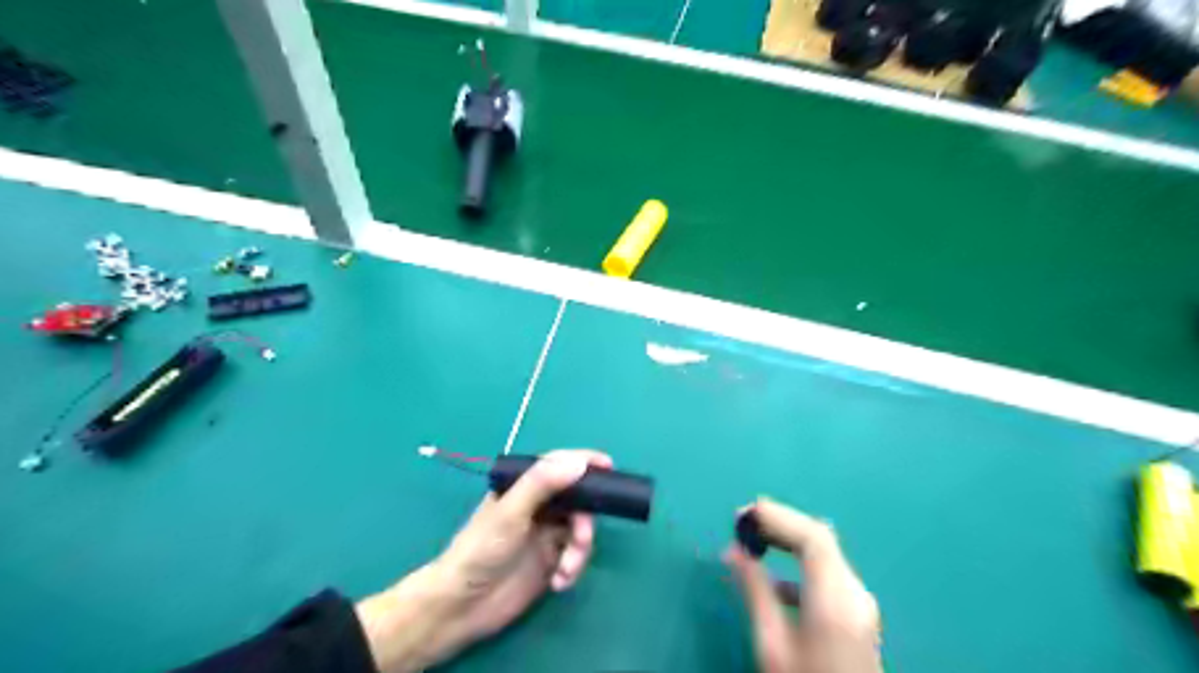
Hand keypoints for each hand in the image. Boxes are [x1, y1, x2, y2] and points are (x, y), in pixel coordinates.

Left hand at [355, 446, 608, 672]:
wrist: (462, 606)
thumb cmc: (481, 550)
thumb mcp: (510, 513)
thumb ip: (542, 484)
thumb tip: (579, 461)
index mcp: (524, 487)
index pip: (558, 465)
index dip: (584, 462)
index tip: (608, 466)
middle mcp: (538, 506)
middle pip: (578, 500)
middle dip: (585, 520)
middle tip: (582, 538)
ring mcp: (546, 534)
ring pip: (581, 529)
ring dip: (580, 549)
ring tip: (566, 569)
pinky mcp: (551, 561)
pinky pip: (576, 555)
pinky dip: (574, 567)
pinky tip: (559, 583)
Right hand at [720, 500, 877, 672]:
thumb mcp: (772, 646)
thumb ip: (754, 592)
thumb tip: (733, 551)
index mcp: (835, 600)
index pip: (812, 537)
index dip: (777, 516)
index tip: (742, 514)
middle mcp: (855, 594)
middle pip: (820, 539)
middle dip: (781, 523)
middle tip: (742, 521)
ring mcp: (860, 606)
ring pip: (824, 554)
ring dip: (788, 541)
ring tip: (752, 541)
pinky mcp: (857, 617)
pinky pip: (827, 575)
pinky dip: (799, 565)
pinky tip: (774, 582)